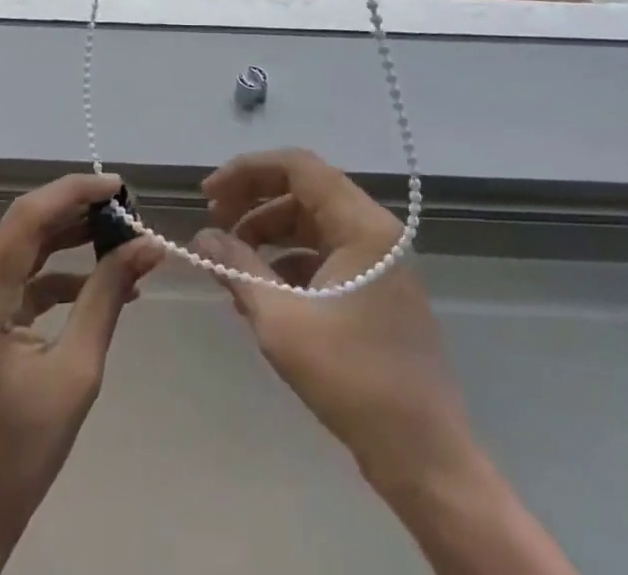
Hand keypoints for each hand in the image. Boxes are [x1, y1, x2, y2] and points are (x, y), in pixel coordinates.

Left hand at [0, 173, 162, 574]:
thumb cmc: (19, 455)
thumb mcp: (76, 373)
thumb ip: (107, 298)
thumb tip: (147, 246)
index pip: (26, 219)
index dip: (73, 192)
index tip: (120, 187)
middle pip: (23, 227)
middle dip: (77, 212)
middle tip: (128, 212)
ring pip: (23, 248)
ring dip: (70, 239)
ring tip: (122, 238)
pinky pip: (19, 278)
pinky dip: (57, 274)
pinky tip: (99, 281)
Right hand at [190, 148, 474, 494]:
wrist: (425, 459)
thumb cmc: (354, 380)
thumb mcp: (282, 322)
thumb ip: (238, 269)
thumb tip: (201, 237)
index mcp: (362, 225)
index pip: (298, 167)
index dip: (247, 172)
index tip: (209, 194)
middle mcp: (374, 231)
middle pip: (304, 191)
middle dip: (254, 202)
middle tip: (214, 222)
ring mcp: (378, 261)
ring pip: (312, 224)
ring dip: (268, 234)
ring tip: (230, 260)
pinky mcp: (376, 290)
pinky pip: (324, 255)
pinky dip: (289, 263)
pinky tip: (260, 291)